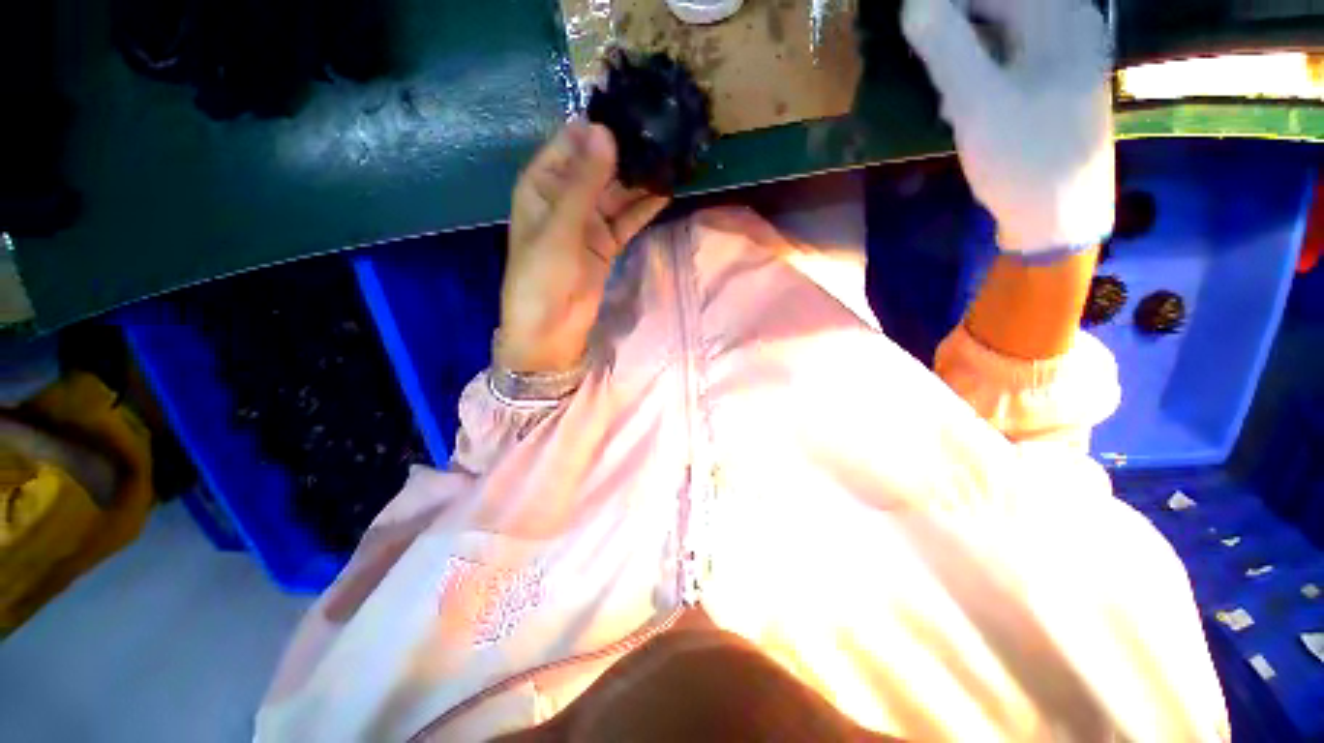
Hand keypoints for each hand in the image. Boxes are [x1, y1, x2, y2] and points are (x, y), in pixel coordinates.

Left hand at [499, 123, 668, 371]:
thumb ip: (584, 183)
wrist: (551, 330)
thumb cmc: (543, 277)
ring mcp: (589, 222)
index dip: (601, 127)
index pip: (572, 142)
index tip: (636, 112)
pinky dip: (645, 207)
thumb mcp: (560, 227)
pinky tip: (668, 191)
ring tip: (672, 159)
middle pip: (599, 166)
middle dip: (628, 153)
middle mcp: (566, 197)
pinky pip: (627, 218)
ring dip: (641, 179)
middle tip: (664, 134)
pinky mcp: (606, 243)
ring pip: (618, 192)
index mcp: (542, 184)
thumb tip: (606, 132)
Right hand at [902, 0, 1113, 254]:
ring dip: (962, 52)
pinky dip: (978, 71)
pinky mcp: (1053, 82)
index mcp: (1059, 16)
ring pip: (1001, 30)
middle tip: (921, 58)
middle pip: (998, 6)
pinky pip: (1009, 56)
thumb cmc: (1022, 157)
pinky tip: (960, 102)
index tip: (912, 28)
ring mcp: (1064, 54)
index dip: (944, 7)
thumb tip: (913, 3)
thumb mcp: (977, 102)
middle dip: (954, 28)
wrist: (1058, 215)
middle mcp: (1068, 23)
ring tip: (941, 89)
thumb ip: (947, 47)